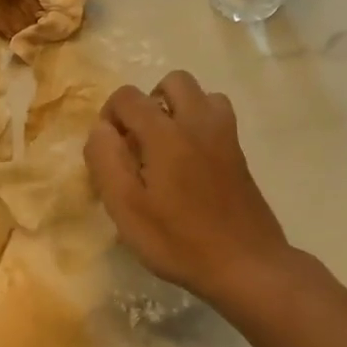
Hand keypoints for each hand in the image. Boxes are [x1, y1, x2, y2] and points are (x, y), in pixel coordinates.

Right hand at [85, 71, 296, 302]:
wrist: (246, 265)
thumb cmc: (177, 240)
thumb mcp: (126, 208)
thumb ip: (106, 161)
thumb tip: (101, 129)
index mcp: (166, 134)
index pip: (129, 97)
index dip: (109, 115)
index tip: (108, 150)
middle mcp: (199, 124)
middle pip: (173, 81)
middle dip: (148, 102)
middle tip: (138, 142)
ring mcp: (226, 137)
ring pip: (202, 96)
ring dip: (178, 110)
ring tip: (164, 147)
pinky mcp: (240, 156)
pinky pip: (217, 119)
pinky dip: (198, 126)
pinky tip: (189, 165)